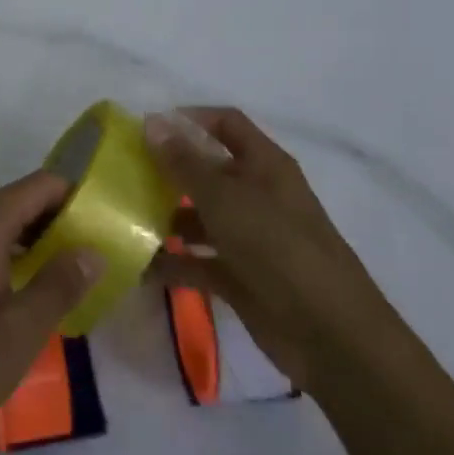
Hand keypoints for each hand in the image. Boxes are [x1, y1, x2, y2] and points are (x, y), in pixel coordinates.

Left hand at [0, 171, 101, 454]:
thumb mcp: (19, 332)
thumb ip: (60, 285)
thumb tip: (92, 250)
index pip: (38, 187)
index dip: (76, 196)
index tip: (109, 219)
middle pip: (19, 203)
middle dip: (60, 222)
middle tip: (101, 251)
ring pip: (2, 228)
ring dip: (38, 244)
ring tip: (77, 273)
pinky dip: (14, 260)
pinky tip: (35, 292)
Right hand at [144, 107, 382, 392]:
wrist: (330, 335)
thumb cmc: (278, 247)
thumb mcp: (226, 199)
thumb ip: (185, 162)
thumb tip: (152, 121)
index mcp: (265, 165)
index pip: (226, 124)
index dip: (191, 119)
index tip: (148, 129)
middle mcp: (257, 195)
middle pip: (208, 171)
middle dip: (169, 171)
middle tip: (124, 175)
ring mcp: (249, 238)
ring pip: (200, 217)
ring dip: (166, 218)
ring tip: (123, 220)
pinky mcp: (241, 277)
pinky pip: (199, 261)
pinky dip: (173, 262)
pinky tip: (137, 265)